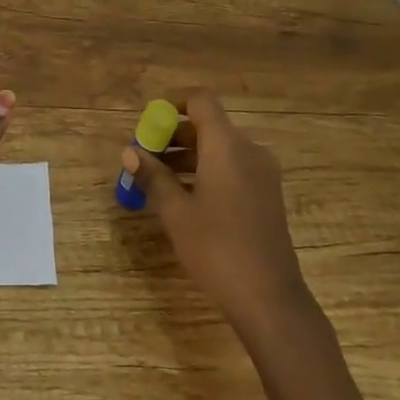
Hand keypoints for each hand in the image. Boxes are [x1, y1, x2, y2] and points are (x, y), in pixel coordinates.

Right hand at [121, 90, 312, 330]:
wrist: (270, 299)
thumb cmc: (217, 248)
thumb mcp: (176, 212)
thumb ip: (152, 176)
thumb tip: (130, 152)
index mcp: (227, 145)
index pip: (200, 100)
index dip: (173, 102)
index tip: (148, 121)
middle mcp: (249, 150)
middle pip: (208, 125)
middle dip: (173, 136)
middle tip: (144, 158)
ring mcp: (262, 173)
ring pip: (219, 149)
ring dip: (187, 156)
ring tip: (157, 181)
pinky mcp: (267, 195)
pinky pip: (232, 168)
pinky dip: (206, 171)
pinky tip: (185, 198)